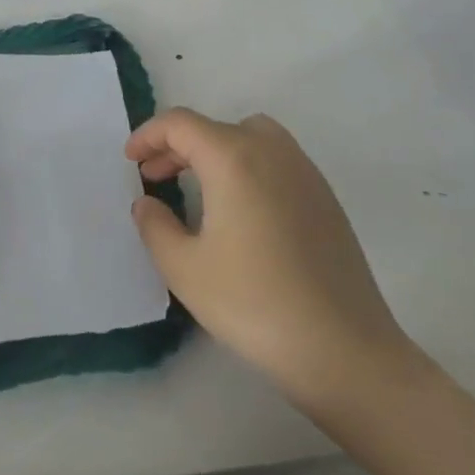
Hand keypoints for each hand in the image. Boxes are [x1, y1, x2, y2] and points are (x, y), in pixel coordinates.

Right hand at [127, 109, 414, 410]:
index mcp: (233, 158)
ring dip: (216, 150)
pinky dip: (247, 165)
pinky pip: (276, 159)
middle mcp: (271, 151)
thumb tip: (147, 202)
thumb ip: (154, 226)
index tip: (130, 161)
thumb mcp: (185, 269)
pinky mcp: (325, 197)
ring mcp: (304, 172)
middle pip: (214, 127)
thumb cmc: (255, 304)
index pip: (180, 124)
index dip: (148, 135)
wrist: (345, 350)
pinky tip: (241, 211)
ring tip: (198, 187)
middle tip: (155, 177)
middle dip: (177, 146)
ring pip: (250, 136)